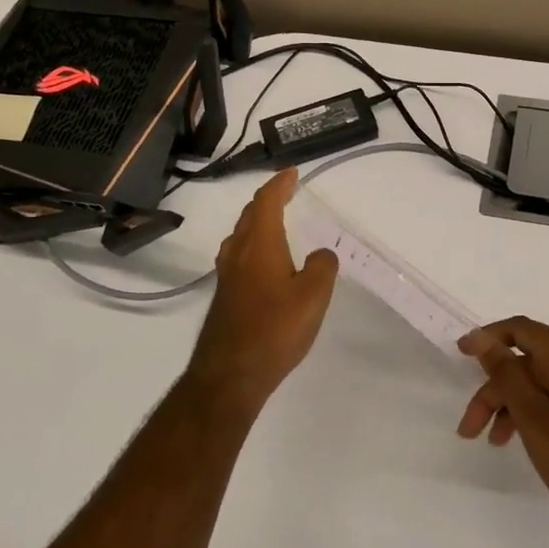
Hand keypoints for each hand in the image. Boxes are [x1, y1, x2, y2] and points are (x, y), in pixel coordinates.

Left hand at [188, 168, 339, 413]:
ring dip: (258, 223)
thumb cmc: (275, 329)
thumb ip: (323, 267)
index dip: (279, 184)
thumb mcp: (313, 296)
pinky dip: (254, 246)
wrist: (229, 375)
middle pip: (250, 215)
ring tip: (275, 223)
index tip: (292, 172)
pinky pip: (239, 257)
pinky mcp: (225, 296)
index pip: (266, 201)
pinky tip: (265, 264)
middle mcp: (238, 253)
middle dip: (268, 200)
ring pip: (241, 237)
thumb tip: (321, 254)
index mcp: (259, 244)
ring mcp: (227, 276)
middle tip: (286, 193)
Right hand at [457, 317, 548, 541]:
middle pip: (523, 361)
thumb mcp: (531, 414)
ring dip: (506, 405)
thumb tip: (482, 338)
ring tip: (488, 440)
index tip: (460, 354)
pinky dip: (527, 412)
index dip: (487, 338)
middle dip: (493, 388)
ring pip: (534, 383)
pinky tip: (513, 439)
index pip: (519, 329)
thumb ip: (504, 372)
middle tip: (468, 424)